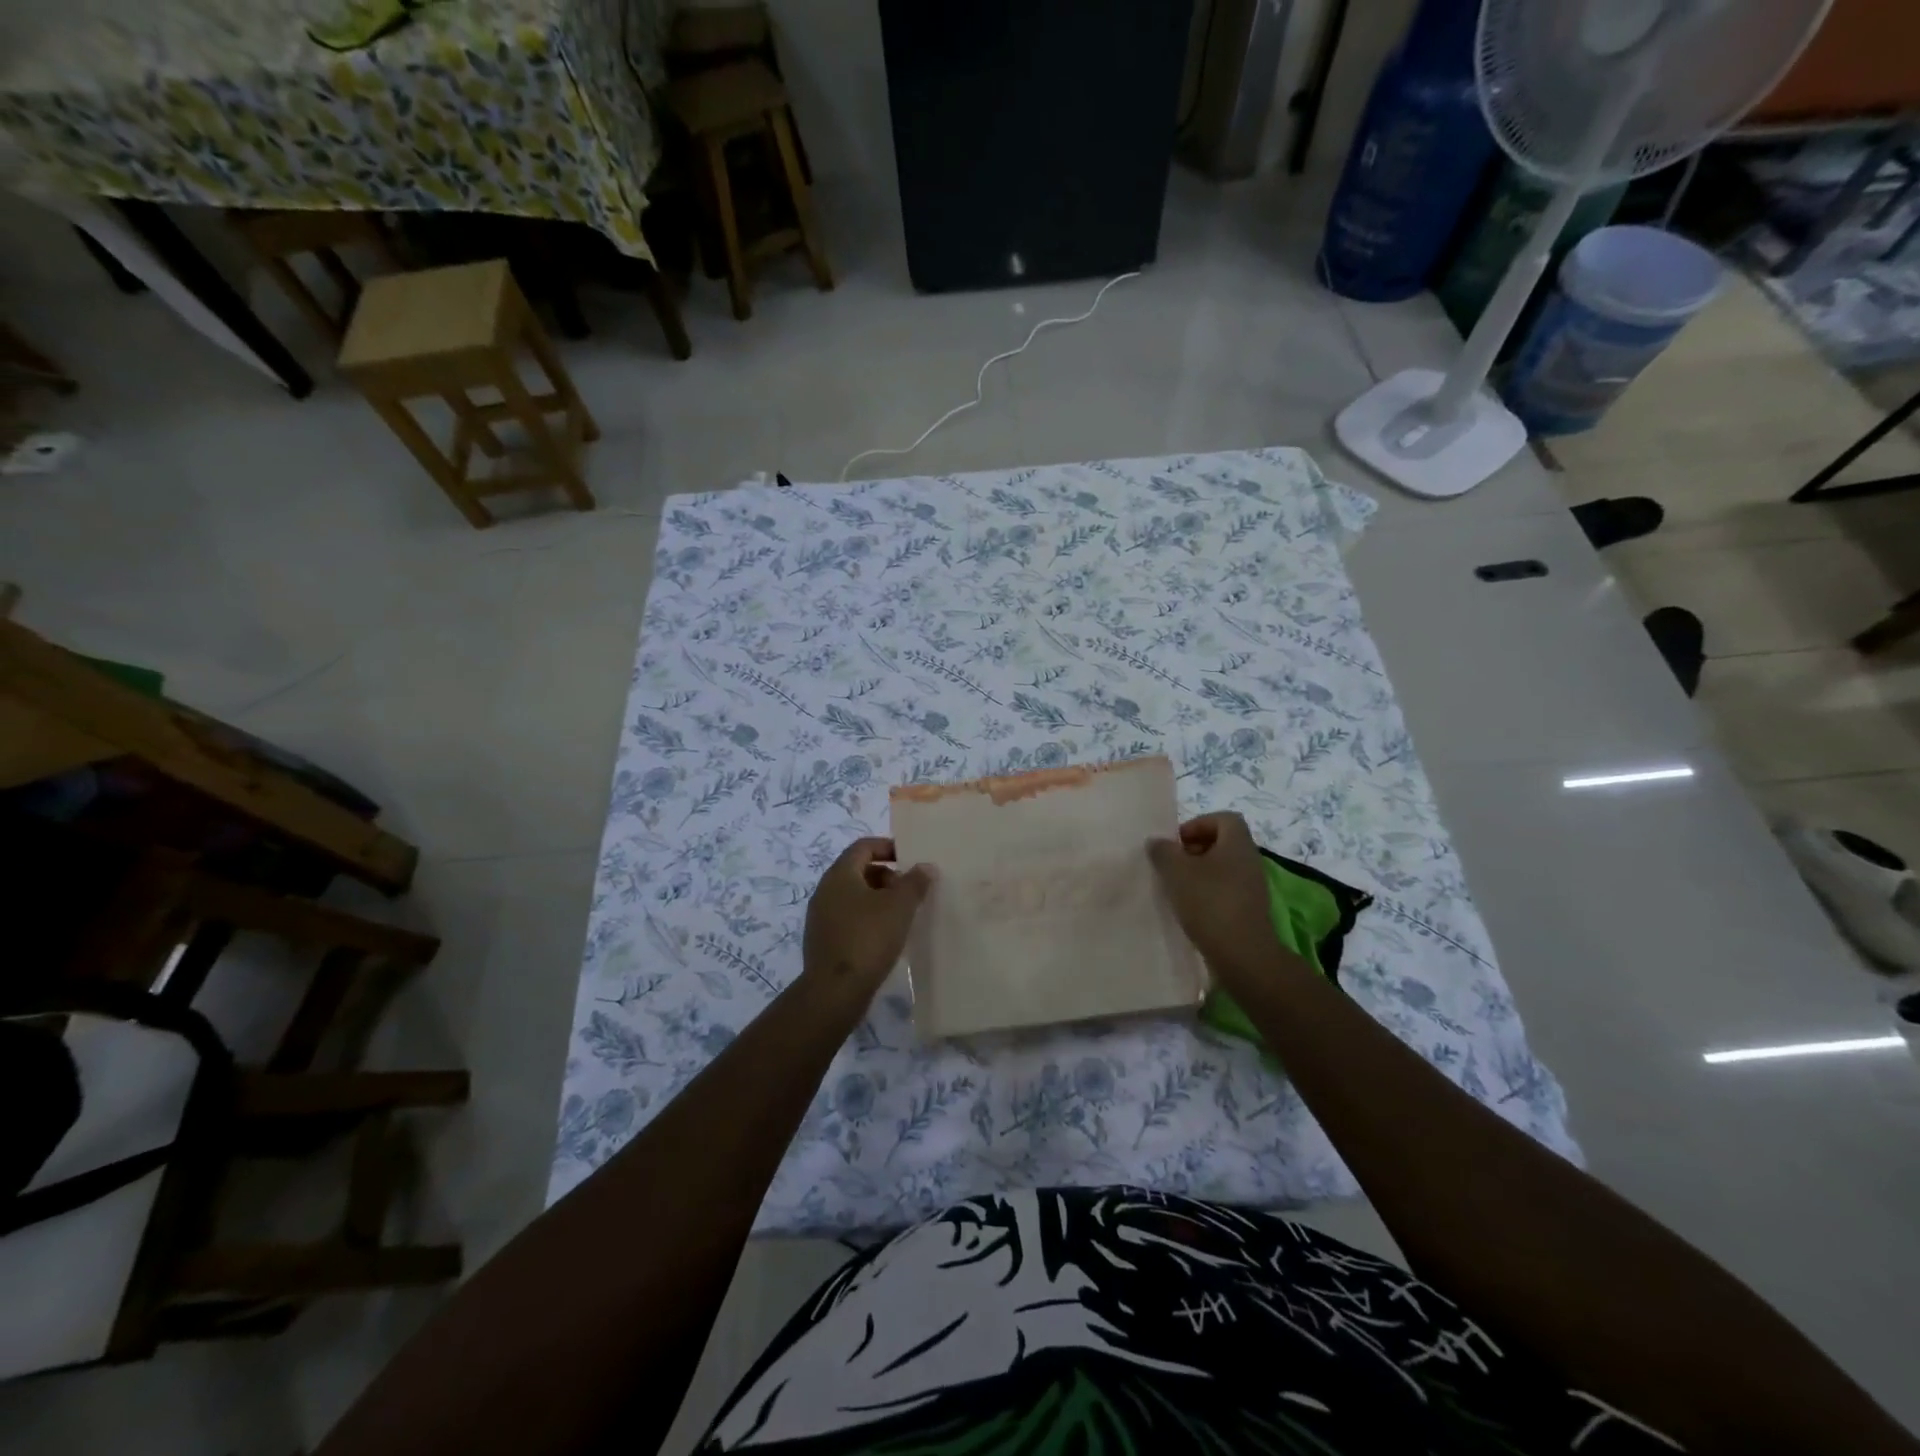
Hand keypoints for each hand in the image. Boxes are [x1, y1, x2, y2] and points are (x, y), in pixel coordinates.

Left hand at [802, 837, 932, 1003]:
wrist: (834, 992)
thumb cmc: (868, 939)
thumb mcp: (899, 907)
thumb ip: (914, 883)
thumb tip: (925, 867)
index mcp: (840, 874)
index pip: (864, 846)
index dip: (888, 847)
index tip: (911, 859)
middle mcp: (825, 890)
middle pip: (859, 871)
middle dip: (887, 876)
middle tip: (910, 892)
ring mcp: (821, 917)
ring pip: (854, 896)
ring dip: (879, 900)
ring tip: (902, 916)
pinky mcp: (823, 940)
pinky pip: (849, 918)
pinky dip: (868, 919)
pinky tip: (886, 938)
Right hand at [1147, 813, 1297, 984]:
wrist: (1241, 954)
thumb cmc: (1209, 902)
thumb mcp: (1176, 871)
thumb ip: (1163, 851)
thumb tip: (1157, 842)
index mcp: (1237, 844)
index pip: (1224, 818)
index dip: (1198, 824)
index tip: (1177, 843)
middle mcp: (1250, 860)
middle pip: (1222, 843)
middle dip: (1194, 850)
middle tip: (1173, 865)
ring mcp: (1253, 886)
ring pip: (1223, 868)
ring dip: (1199, 873)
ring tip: (1177, 888)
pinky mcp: (1249, 909)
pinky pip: (1226, 890)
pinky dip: (1208, 893)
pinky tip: (1190, 908)